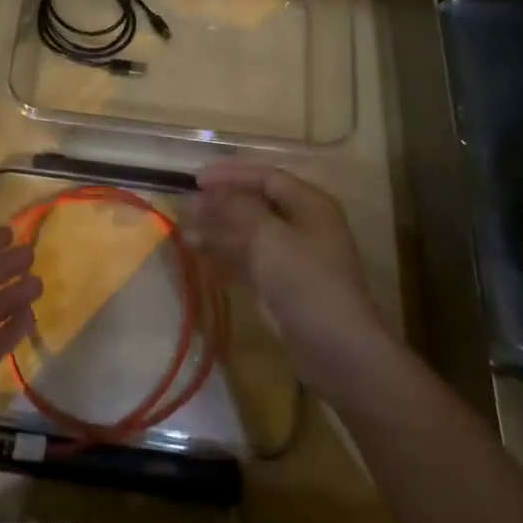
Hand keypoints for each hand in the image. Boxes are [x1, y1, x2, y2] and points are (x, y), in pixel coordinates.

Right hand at [187, 162, 383, 393]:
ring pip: (249, 235)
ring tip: (186, 235)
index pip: (266, 177)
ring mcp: (293, 257)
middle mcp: (303, 225)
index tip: (196, 181)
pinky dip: (226, 258)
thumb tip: (208, 194)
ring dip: (219, 232)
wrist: (335, 347)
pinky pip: (249, 262)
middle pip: (256, 205)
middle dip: (221, 205)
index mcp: (309, 204)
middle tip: (188, 208)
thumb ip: (236, 208)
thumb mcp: (268, 236)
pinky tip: (200, 260)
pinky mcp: (282, 286)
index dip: (230, 175)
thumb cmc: (305, 280)